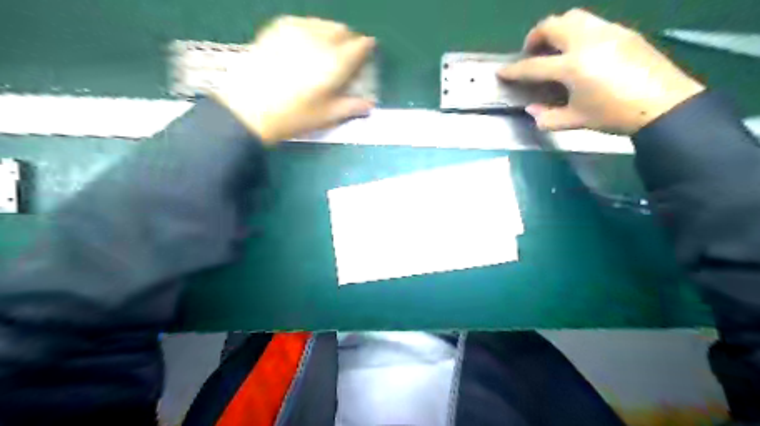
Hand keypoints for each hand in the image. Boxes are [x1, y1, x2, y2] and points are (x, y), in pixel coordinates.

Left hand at [208, 16, 375, 144]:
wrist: (250, 108)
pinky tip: (307, 42)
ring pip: (324, 23)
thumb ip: (351, 107)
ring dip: (331, 33)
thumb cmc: (294, 116)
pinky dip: (311, 29)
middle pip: (342, 30)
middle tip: (346, 55)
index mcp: (335, 62)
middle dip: (349, 40)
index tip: (368, 52)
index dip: (366, 47)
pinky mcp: (278, 28)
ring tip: (327, 48)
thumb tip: (369, 105)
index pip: (360, 46)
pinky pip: (303, 21)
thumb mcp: (326, 116)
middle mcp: (319, 40)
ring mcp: (297, 31)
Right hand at [500, 8, 705, 133]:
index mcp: (572, 66)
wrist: (664, 105)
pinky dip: (577, 32)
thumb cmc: (614, 115)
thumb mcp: (576, 121)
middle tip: (531, 53)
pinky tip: (581, 51)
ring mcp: (608, 32)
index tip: (502, 71)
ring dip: (557, 29)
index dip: (514, 70)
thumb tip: (531, 110)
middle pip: (552, 25)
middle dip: (535, 36)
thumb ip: (548, 117)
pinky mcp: (624, 32)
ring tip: (555, 48)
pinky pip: (593, 23)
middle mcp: (587, 41)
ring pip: (574, 16)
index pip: (533, 65)